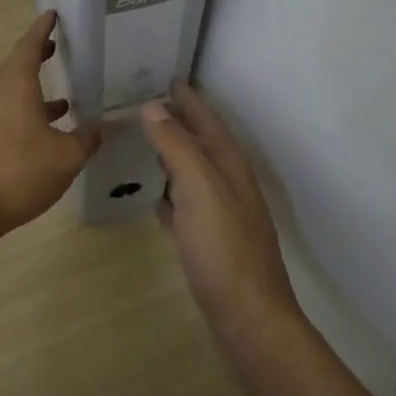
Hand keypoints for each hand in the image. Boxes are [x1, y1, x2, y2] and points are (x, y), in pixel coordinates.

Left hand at [0, 11, 101, 237]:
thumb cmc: (18, 171)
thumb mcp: (65, 156)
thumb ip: (88, 139)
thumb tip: (108, 126)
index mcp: (15, 84)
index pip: (29, 45)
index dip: (42, 29)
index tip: (52, 14)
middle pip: (17, 66)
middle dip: (38, 56)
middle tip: (58, 48)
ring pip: (12, 92)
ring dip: (35, 90)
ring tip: (64, 99)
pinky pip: (6, 113)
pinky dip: (26, 113)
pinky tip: (45, 134)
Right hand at [142, 81, 299, 335]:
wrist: (248, 318)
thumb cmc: (224, 249)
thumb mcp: (199, 188)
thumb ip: (177, 146)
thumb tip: (154, 106)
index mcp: (229, 166)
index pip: (208, 121)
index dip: (189, 99)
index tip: (168, 76)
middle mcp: (227, 185)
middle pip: (201, 143)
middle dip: (179, 121)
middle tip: (148, 101)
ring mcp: (218, 215)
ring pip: (192, 173)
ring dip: (173, 154)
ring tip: (146, 139)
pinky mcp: (206, 243)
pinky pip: (184, 205)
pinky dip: (170, 192)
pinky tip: (155, 195)